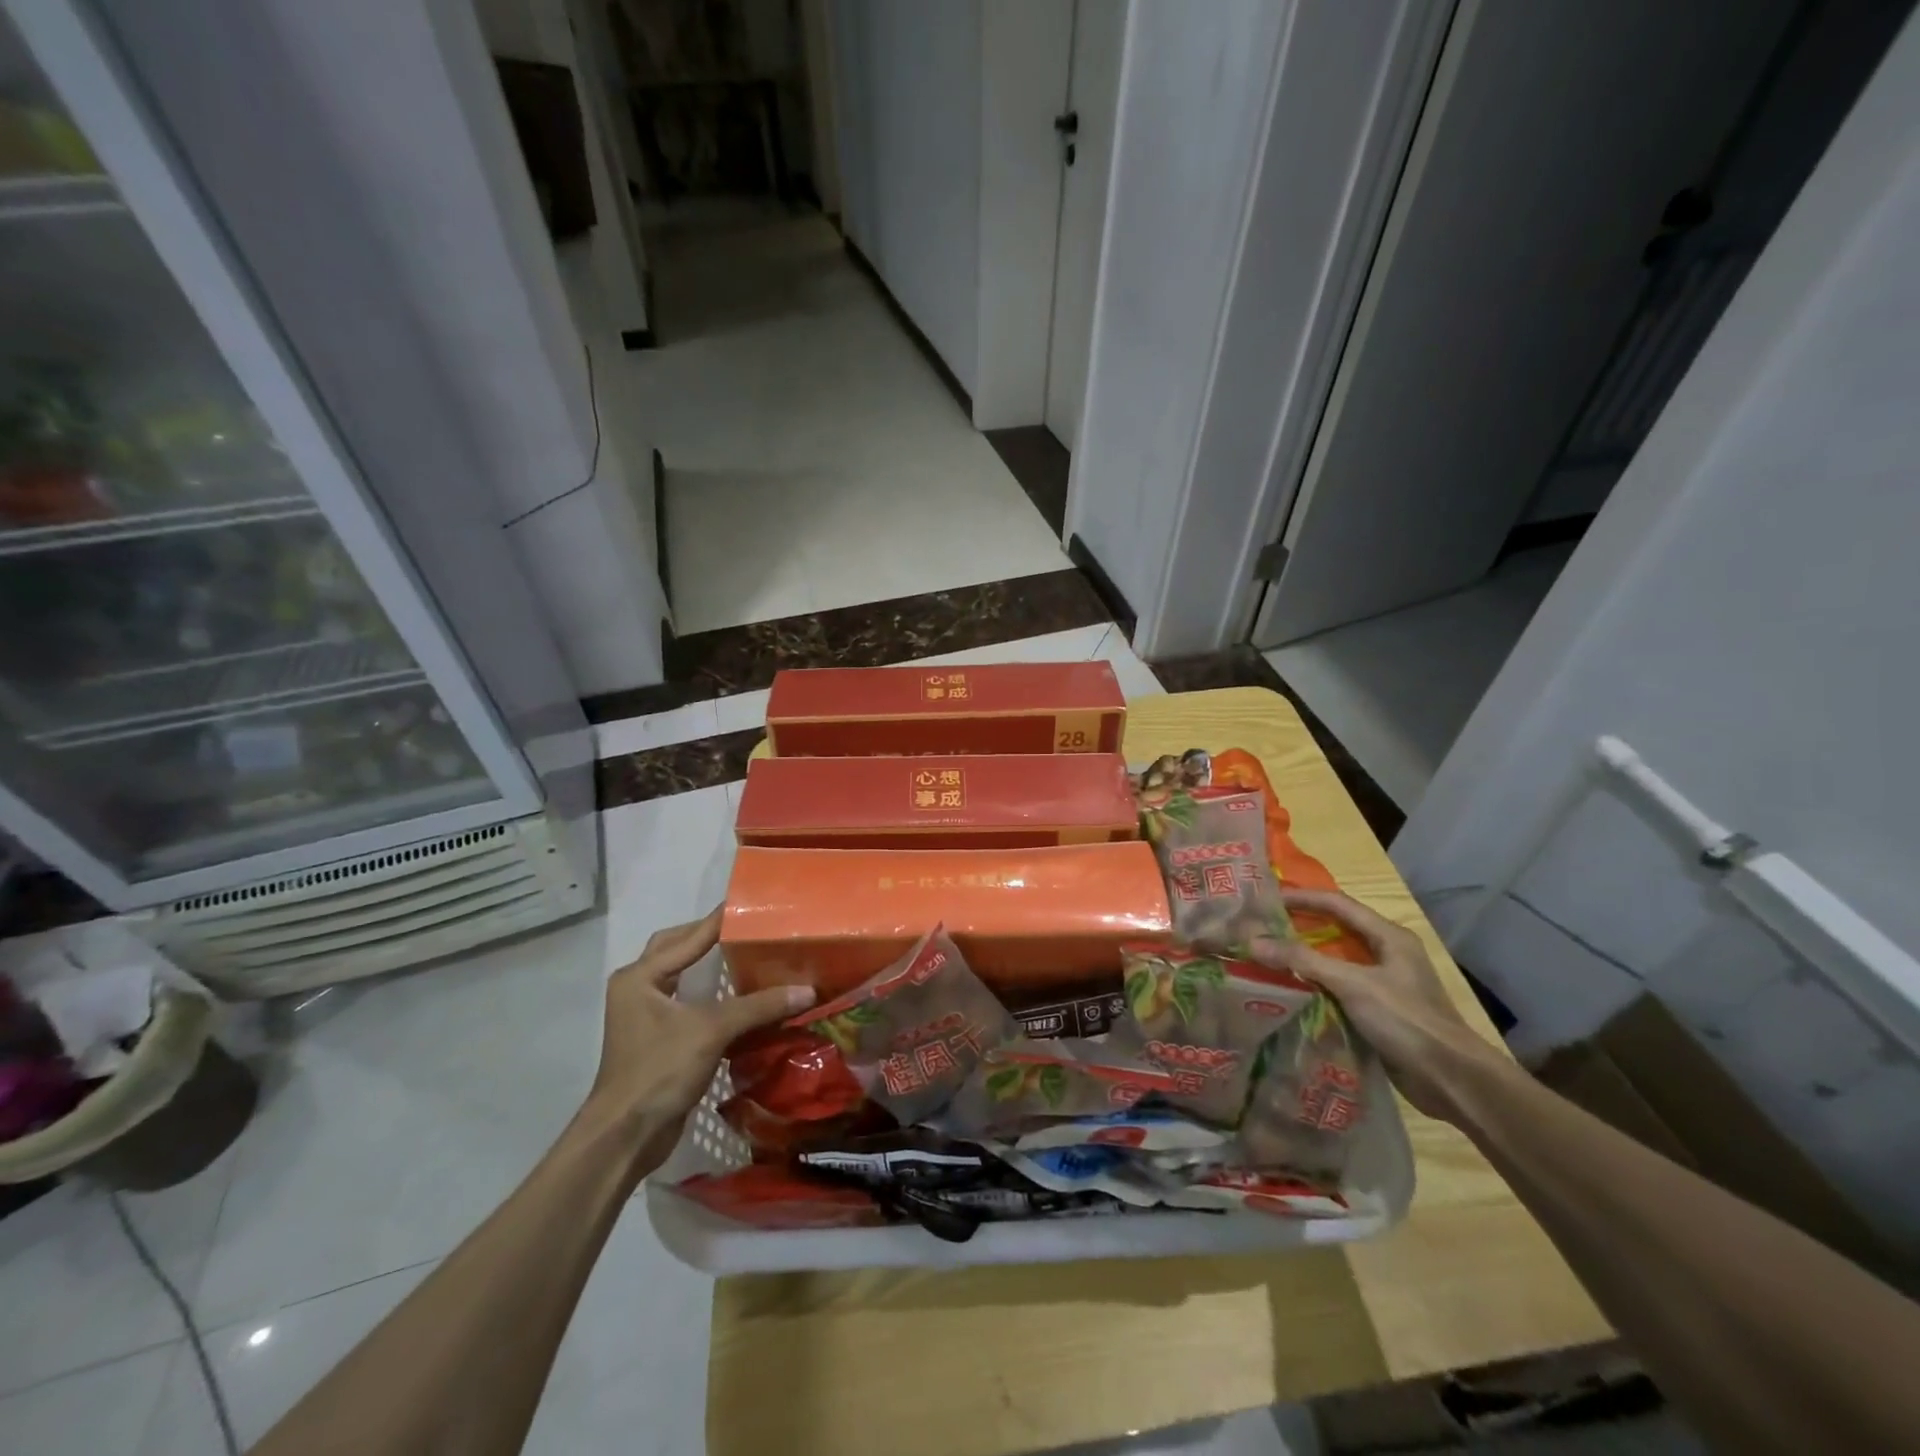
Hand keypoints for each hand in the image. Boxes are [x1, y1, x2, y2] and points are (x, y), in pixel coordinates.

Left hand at [583, 908, 814, 1163]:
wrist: (624, 1137)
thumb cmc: (659, 1071)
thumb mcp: (711, 1031)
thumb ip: (758, 1006)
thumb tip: (807, 991)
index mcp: (641, 976)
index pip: (689, 936)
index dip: (721, 920)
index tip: (752, 902)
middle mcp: (638, 988)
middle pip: (677, 949)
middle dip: (709, 937)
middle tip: (747, 928)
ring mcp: (645, 1015)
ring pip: (682, 977)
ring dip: (709, 966)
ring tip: (748, 955)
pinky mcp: (657, 1040)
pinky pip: (688, 1003)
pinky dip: (711, 996)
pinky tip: (740, 997)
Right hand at [1274, 887, 1508, 1121]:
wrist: (1451, 1081)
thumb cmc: (1406, 1020)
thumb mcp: (1352, 984)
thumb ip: (1302, 960)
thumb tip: (1252, 941)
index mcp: (1388, 937)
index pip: (1338, 904)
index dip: (1301, 898)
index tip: (1265, 900)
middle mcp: (1386, 955)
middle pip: (1334, 931)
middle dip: (1297, 927)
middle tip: (1259, 927)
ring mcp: (1383, 985)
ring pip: (1333, 962)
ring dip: (1302, 959)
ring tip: (1264, 957)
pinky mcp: (1377, 1012)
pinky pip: (1336, 990)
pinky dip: (1311, 987)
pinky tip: (1286, 991)